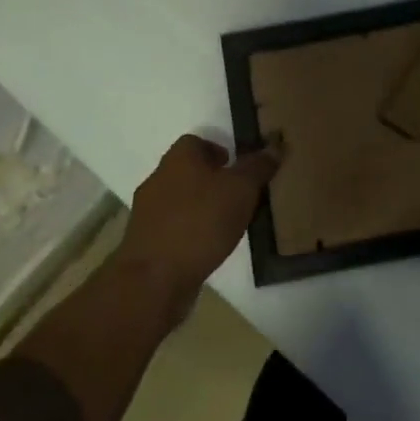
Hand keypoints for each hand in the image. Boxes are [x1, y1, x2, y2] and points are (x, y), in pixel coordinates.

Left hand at [120, 134, 281, 300]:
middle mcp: (158, 178)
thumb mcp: (241, 190)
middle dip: (211, 180)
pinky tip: (207, 247)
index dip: (218, 150)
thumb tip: (275, 145)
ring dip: (200, 208)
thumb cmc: (200, 222)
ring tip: (227, 224)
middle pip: (187, 171)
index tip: (238, 168)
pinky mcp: (145, 241)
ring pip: (179, 200)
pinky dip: (189, 232)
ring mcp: (147, 212)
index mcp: (179, 158)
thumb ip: (258, 167)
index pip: (196, 142)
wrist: (155, 278)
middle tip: (239, 196)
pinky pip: (173, 227)